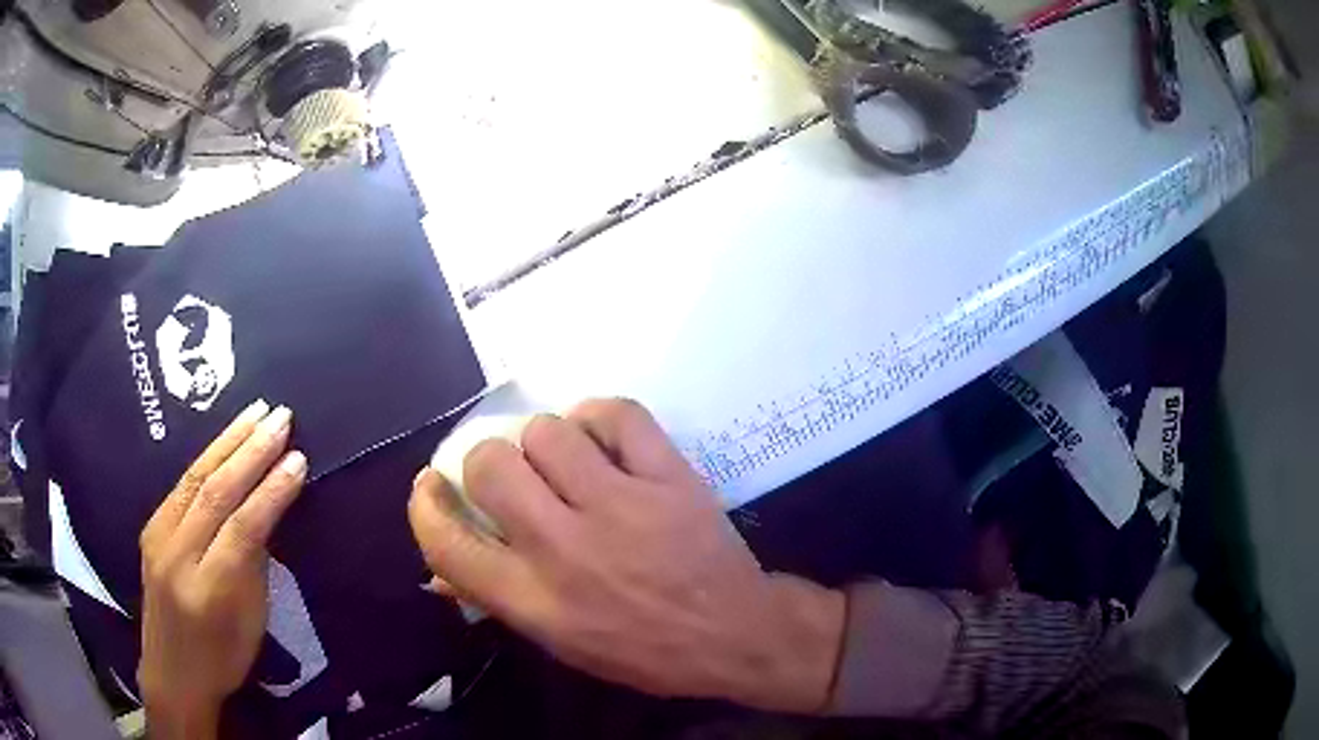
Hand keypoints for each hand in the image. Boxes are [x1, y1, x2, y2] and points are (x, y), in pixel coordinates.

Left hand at [139, 401, 307, 738]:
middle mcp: (177, 556)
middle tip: (280, 418)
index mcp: (209, 591)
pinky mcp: (150, 527)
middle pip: (215, 493)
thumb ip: (254, 564)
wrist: (172, 673)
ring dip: (228, 441)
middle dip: (250, 451)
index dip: (272, 492)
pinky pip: (181, 485)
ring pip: (195, 478)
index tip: (298, 459)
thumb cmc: (222, 659)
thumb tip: (265, 512)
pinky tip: (225, 439)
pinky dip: (207, 457)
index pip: (243, 528)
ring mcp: (158, 538)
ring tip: (256, 412)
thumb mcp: (251, 623)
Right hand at [409, 399, 844, 712]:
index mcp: (533, 600)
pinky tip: (603, 441)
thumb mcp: (559, 644)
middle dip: (488, 464)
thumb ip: (496, 600)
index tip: (432, 487)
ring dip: (545, 443)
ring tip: (565, 464)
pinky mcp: (668, 477)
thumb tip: (437, 572)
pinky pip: (616, 414)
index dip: (426, 506)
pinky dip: (600, 418)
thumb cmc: (641, 649)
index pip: (447, 542)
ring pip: (547, 432)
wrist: (734, 633)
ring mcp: (620, 506)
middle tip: (512, 478)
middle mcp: (565, 548)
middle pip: (490, 466)